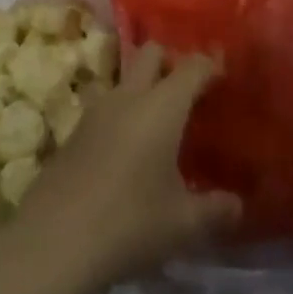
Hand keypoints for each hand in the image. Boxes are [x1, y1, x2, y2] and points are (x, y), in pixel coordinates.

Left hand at [0, 42, 241, 293]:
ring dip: (143, 87)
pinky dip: (123, 114)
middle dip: (172, 61)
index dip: (210, 64)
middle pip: (151, 53)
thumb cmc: (130, 223)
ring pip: (125, 78)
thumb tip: (237, 205)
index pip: (191, 67)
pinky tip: (129, 149)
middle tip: (189, 91)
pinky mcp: (75, 131)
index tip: (224, 73)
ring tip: (159, 122)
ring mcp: (96, 110)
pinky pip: (106, 106)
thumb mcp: (183, 224)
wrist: (55, 240)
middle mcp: (129, 95)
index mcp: (162, 105)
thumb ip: (215, 210)